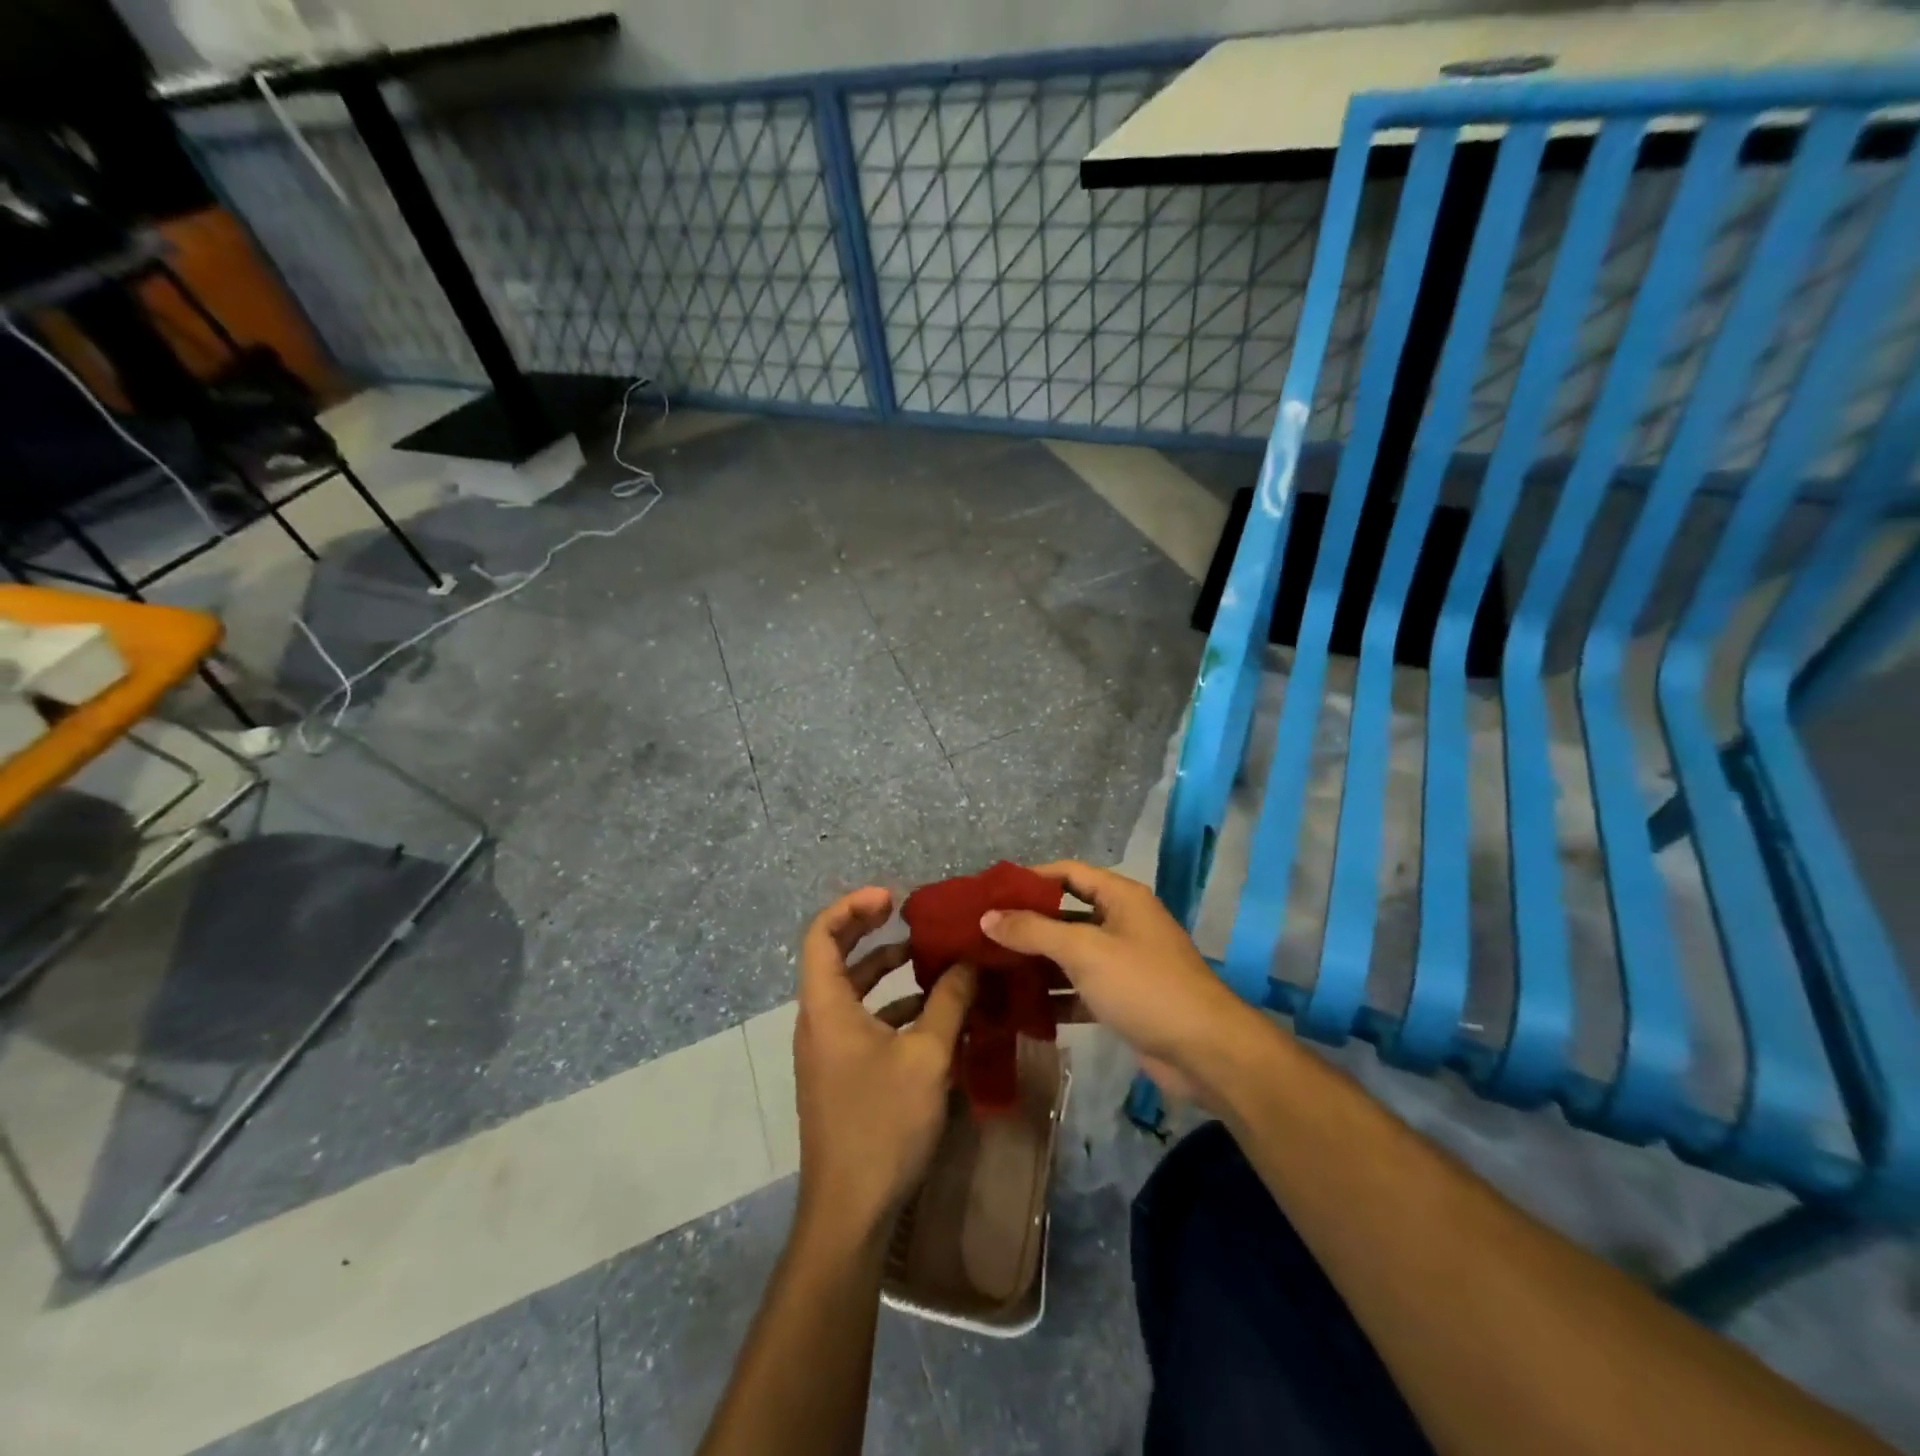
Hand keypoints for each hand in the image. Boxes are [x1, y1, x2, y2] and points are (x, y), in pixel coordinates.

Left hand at [793, 887, 975, 1243]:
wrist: (850, 1211)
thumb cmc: (883, 1124)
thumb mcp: (927, 1057)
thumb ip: (948, 1002)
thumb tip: (969, 962)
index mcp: (826, 1007)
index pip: (821, 934)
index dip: (852, 906)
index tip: (892, 898)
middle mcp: (819, 1020)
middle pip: (834, 956)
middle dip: (869, 930)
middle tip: (907, 913)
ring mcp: (828, 1049)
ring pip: (852, 991)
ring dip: (885, 969)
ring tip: (929, 957)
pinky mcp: (841, 1073)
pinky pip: (862, 1021)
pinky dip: (891, 1006)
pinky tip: (932, 1012)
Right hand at [981, 861, 1257, 1107]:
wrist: (1205, 1051)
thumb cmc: (1143, 985)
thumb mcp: (1084, 951)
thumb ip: (1033, 931)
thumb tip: (987, 917)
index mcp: (1120, 897)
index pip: (1068, 873)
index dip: (1030, 879)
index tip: (991, 893)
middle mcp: (1122, 923)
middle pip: (1066, 915)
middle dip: (1027, 925)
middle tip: (983, 935)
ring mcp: (1124, 963)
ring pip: (1071, 955)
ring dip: (1037, 963)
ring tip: (992, 971)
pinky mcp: (1123, 999)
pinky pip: (1081, 989)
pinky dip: (1056, 996)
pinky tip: (1022, 1009)